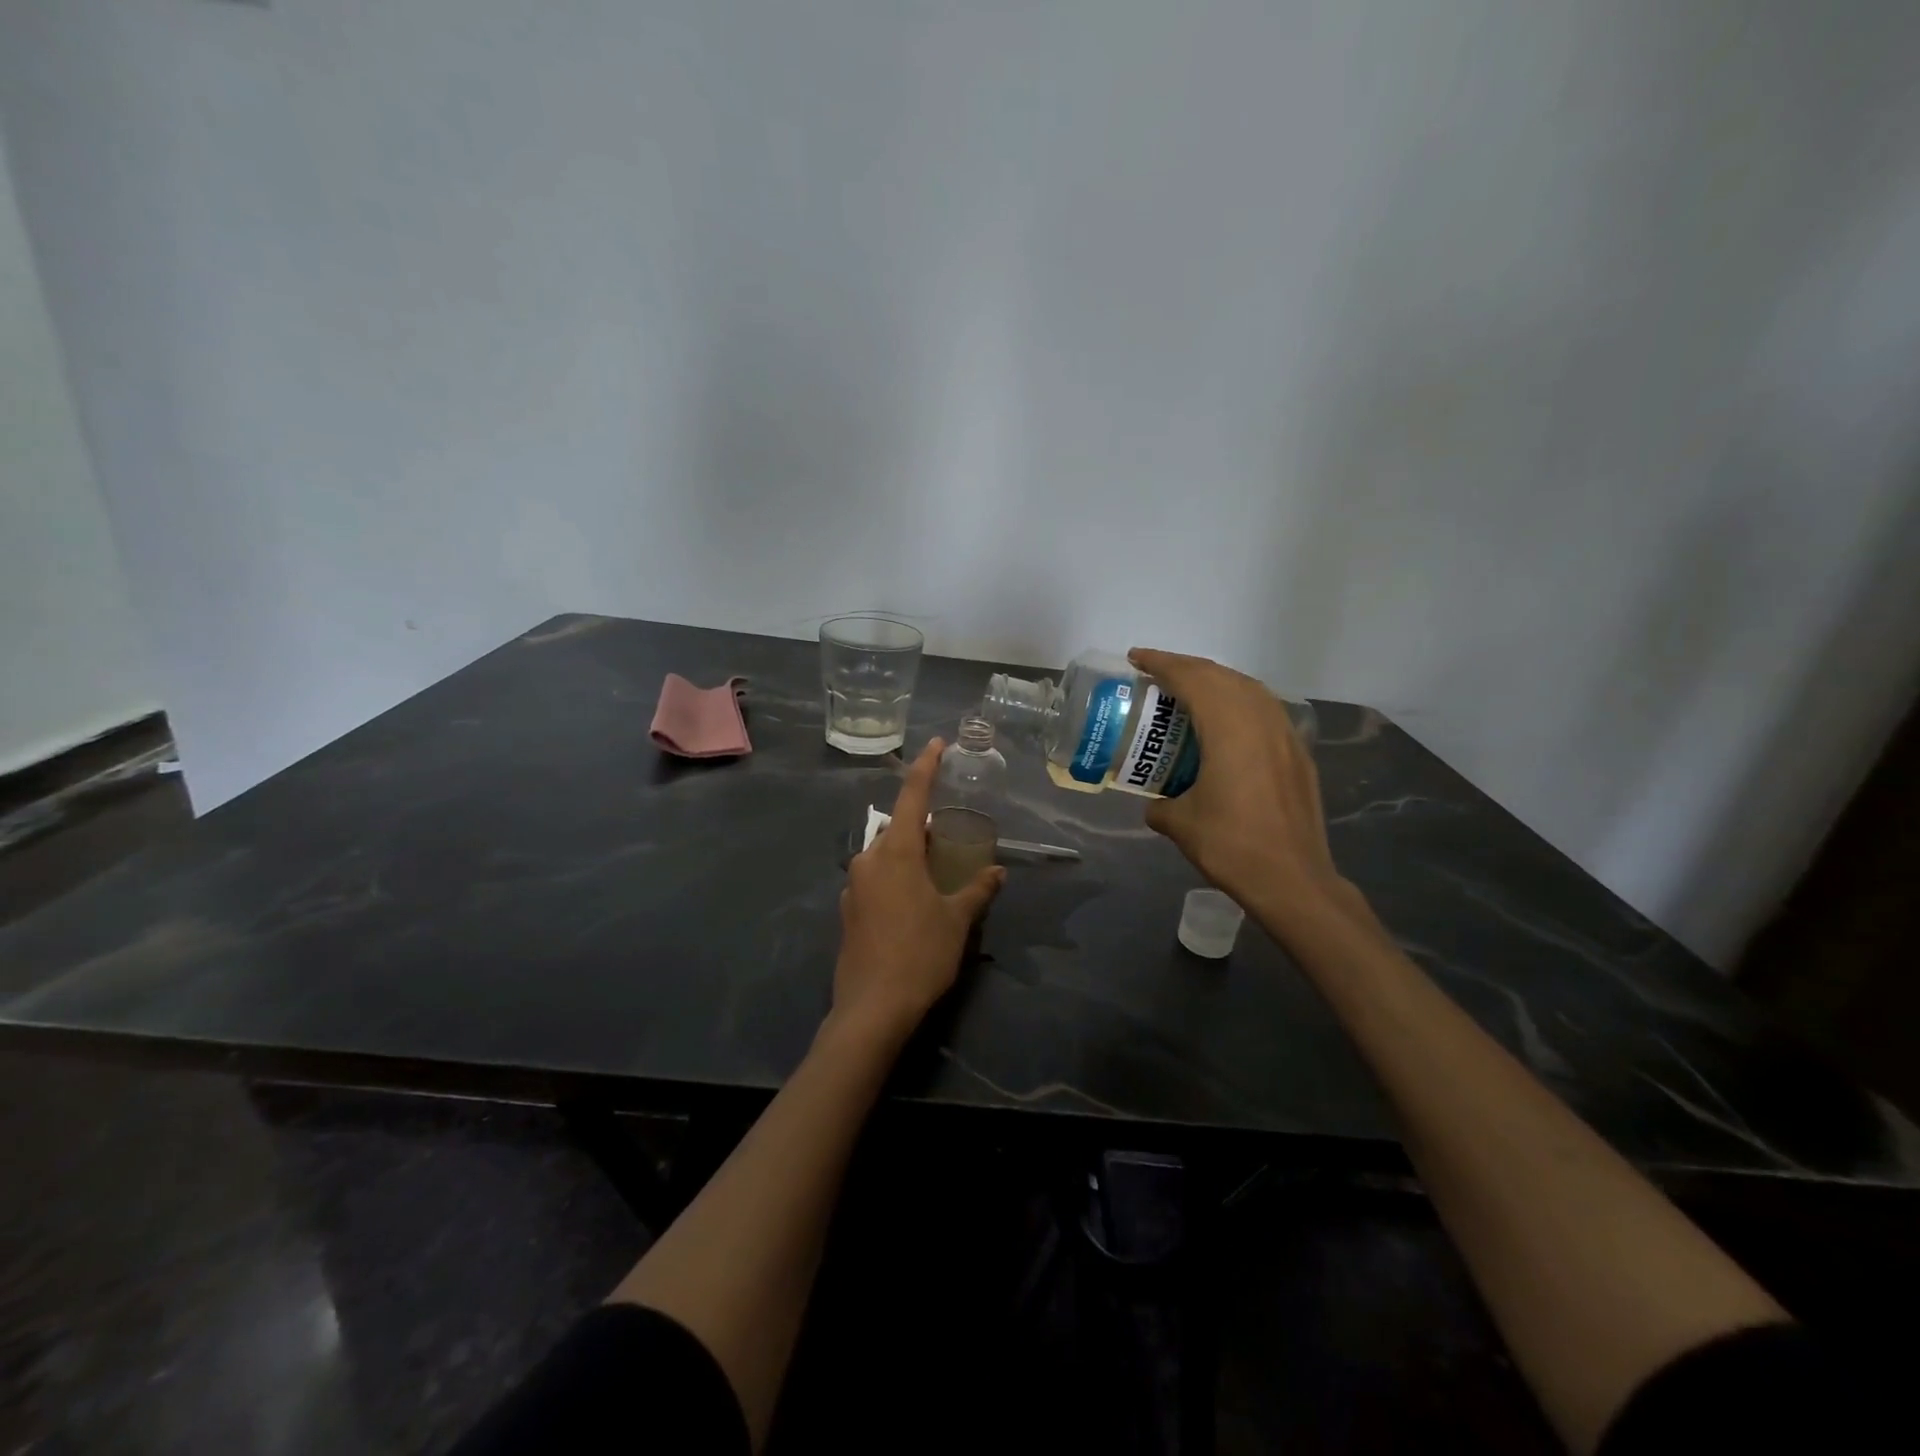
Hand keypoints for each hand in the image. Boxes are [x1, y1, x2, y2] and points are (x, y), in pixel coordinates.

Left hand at [832, 739, 1004, 1044]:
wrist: (872, 1009)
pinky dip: (895, 878)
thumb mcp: (957, 920)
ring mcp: (853, 885)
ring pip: (885, 855)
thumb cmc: (920, 954)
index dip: (926, 767)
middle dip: (923, 827)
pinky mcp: (847, 910)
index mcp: (896, 852)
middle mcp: (868, 859)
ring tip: (935, 875)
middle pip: (898, 828)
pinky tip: (912, 905)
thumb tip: (998, 871)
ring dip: (909, 855)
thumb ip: (978, 889)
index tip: (936, 744)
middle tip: (950, 839)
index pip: (913, 796)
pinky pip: (875, 879)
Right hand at [1128, 648, 1355, 938]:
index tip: (1136, 659)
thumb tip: (1155, 804)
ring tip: (1188, 692)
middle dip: (1187, 668)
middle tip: (1156, 674)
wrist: (1293, 880)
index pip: (1192, 678)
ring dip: (1216, 682)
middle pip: (1221, 676)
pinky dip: (1239, 703)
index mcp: (1229, 728)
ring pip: (1249, 689)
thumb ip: (1161, 805)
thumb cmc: (1232, 846)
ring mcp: (1285, 735)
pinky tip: (1226, 724)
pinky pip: (1265, 711)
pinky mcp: (1298, 754)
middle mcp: (1261, 720)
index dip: (1161, 663)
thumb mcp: (1181, 824)